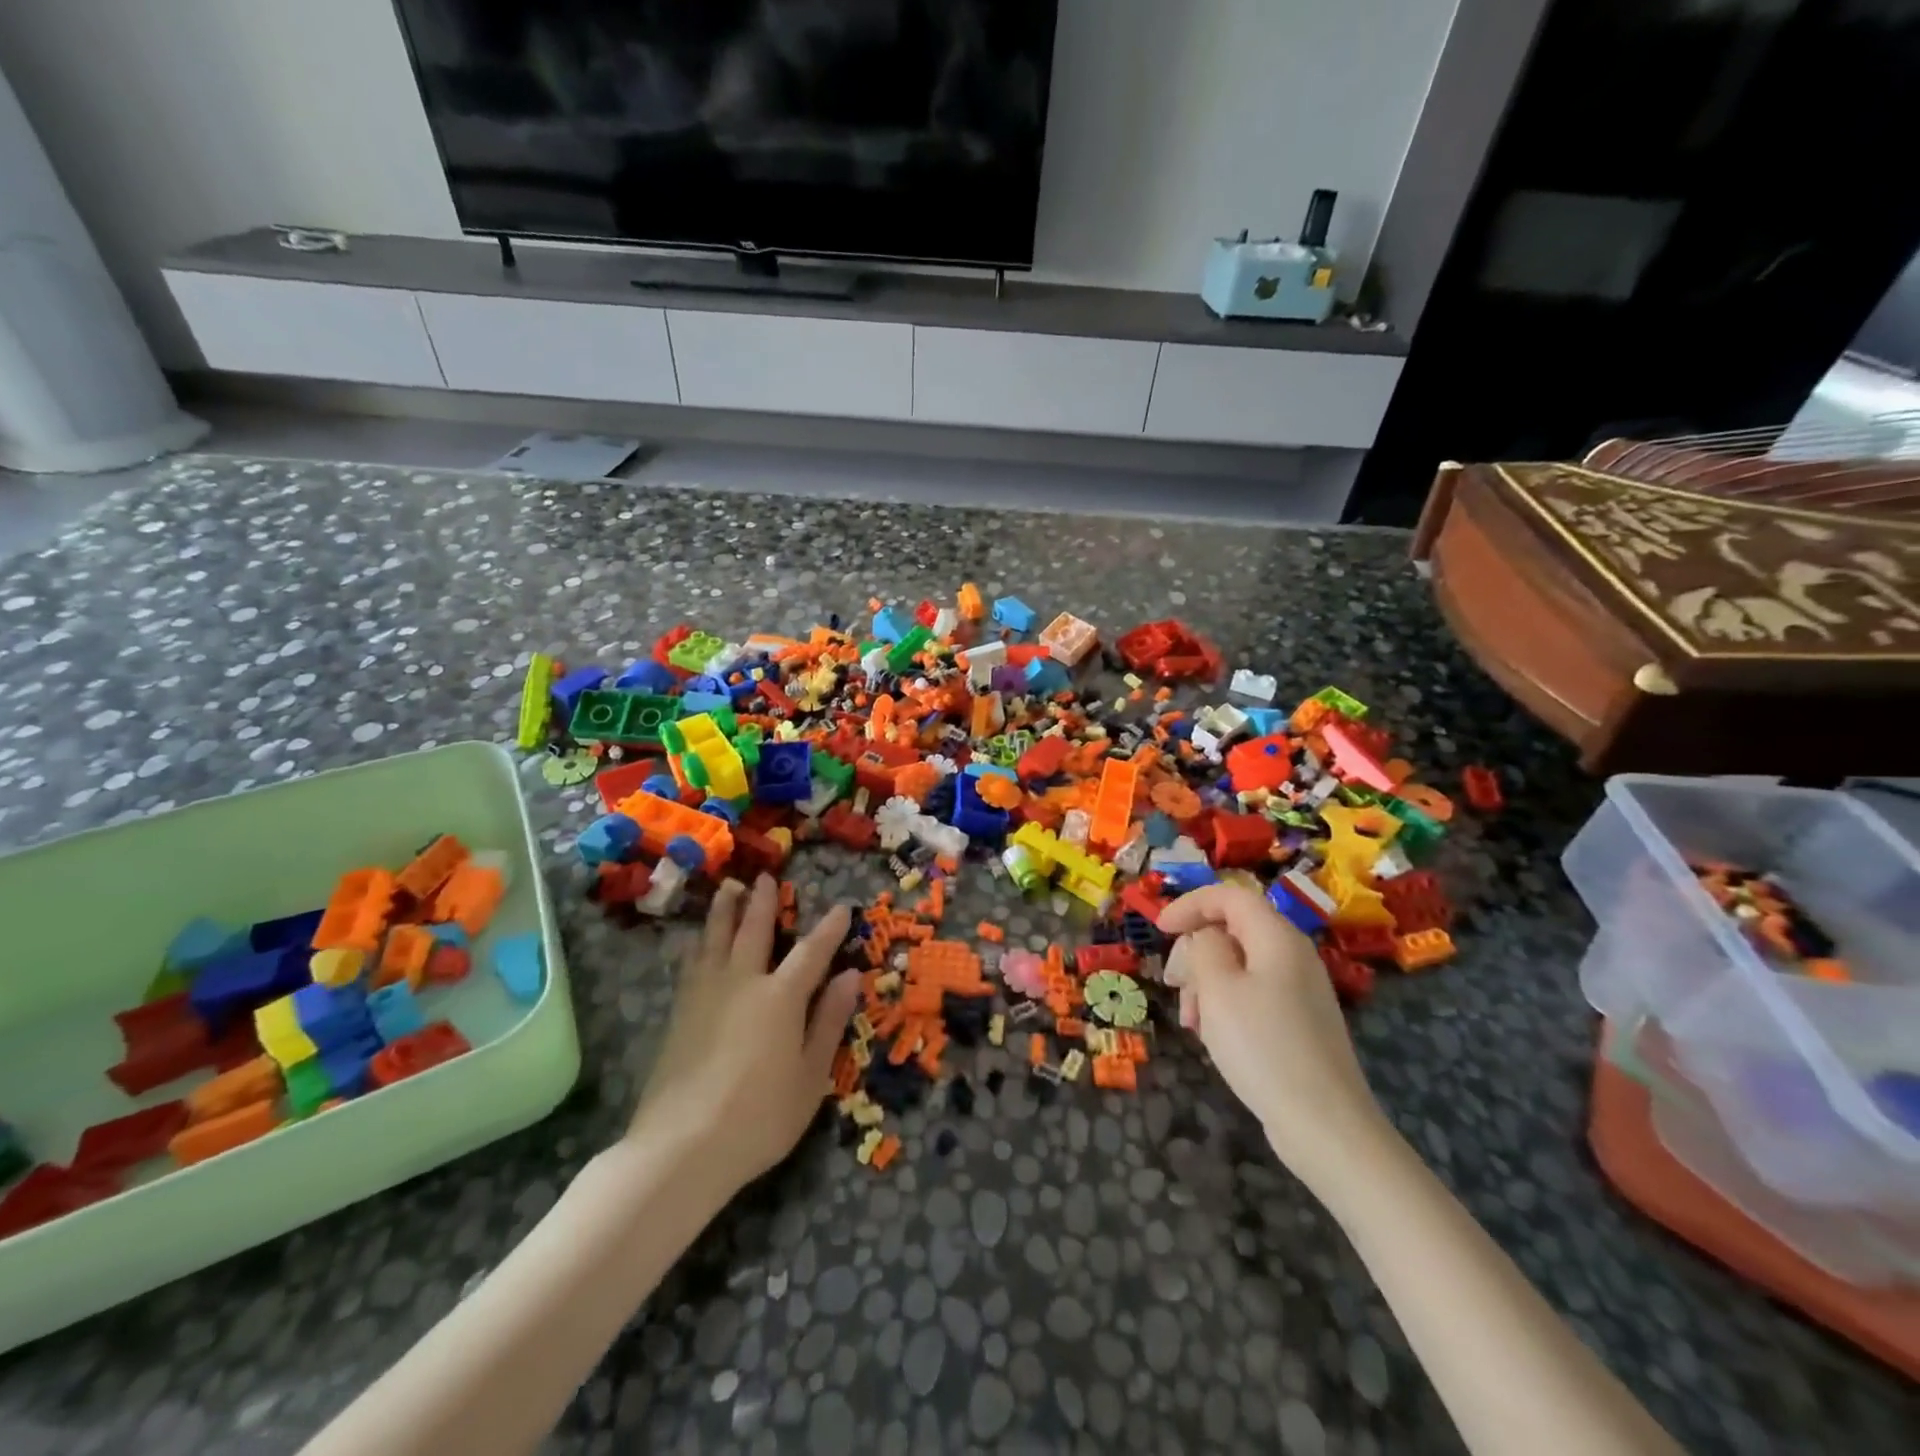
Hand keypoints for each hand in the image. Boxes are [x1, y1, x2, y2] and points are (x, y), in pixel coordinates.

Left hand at [628, 876, 858, 1192]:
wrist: (681, 1148)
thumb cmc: (760, 1117)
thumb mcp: (811, 1076)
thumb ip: (829, 1022)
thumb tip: (851, 976)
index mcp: (781, 997)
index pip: (811, 952)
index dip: (829, 929)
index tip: (841, 908)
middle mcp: (743, 983)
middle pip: (754, 932)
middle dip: (763, 903)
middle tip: (765, 877)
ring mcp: (706, 996)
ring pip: (716, 940)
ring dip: (724, 912)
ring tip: (728, 889)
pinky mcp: (679, 1014)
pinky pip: (690, 965)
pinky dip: (696, 945)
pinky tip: (693, 941)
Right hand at [1160, 885, 1390, 1185]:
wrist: (1324, 1125)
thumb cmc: (1262, 1046)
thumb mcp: (1218, 988)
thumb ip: (1204, 947)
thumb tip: (1206, 937)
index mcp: (1277, 937)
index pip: (1229, 896)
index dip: (1190, 904)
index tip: (1159, 929)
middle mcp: (1293, 955)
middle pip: (1233, 930)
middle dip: (1195, 952)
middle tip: (1173, 984)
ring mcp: (1300, 991)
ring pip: (1239, 965)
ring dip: (1205, 983)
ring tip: (1191, 1022)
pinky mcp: (1300, 1022)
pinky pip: (1252, 994)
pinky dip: (1225, 1004)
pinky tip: (1214, 1036)